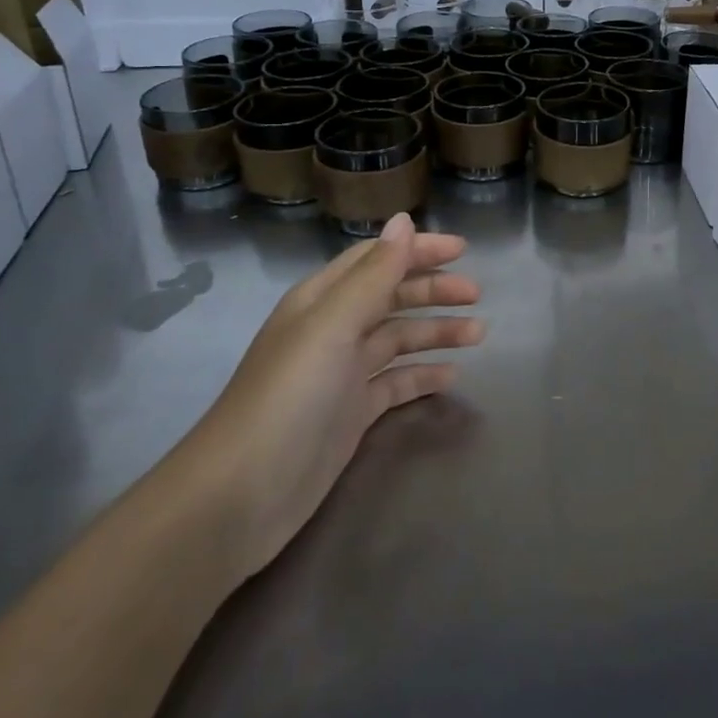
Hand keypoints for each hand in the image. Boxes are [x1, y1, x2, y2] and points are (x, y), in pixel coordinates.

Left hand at [175, 212, 482, 578]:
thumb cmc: (288, 398)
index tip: (463, 250)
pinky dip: (423, 375)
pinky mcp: (350, 414)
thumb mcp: (332, 326)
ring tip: (478, 334)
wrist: (239, 497)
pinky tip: (451, 376)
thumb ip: (373, 274)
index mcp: (321, 300)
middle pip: (391, 296)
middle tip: (476, 294)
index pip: (376, 259)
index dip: (417, 249)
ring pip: (398, 339)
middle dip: (433, 290)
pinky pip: (396, 383)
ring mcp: (342, 375)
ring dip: (436, 331)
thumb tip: (404, 220)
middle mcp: (332, 330)